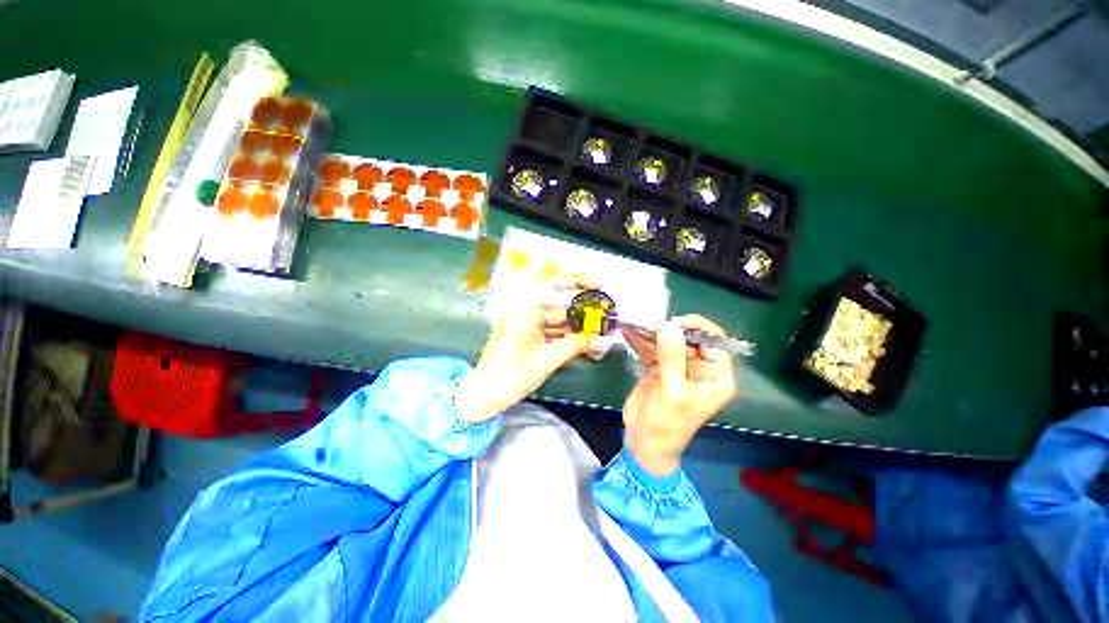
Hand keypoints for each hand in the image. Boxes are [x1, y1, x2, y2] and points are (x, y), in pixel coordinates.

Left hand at [454, 275, 598, 422]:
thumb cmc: (512, 374)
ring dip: (576, 328)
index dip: (578, 280)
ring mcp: (524, 323)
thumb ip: (577, 345)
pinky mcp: (525, 334)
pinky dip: (565, 336)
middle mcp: (524, 310)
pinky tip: (582, 344)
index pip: (554, 282)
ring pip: (557, 319)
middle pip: (559, 304)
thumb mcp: (548, 359)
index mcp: (525, 309)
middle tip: (605, 317)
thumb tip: (601, 339)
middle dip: (582, 312)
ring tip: (598, 336)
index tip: (599, 285)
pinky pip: (549, 330)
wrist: (484, 394)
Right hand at [621, 315, 736, 475]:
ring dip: (651, 332)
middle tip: (648, 321)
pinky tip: (628, 330)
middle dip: (668, 329)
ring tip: (635, 322)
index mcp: (714, 376)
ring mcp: (677, 367)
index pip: (714, 343)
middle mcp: (698, 368)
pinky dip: (640, 340)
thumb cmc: (666, 424)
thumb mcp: (672, 392)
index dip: (698, 328)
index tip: (675, 322)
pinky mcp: (658, 368)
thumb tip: (669, 325)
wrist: (643, 442)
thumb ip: (672, 358)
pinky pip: (651, 349)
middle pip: (688, 339)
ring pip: (667, 341)